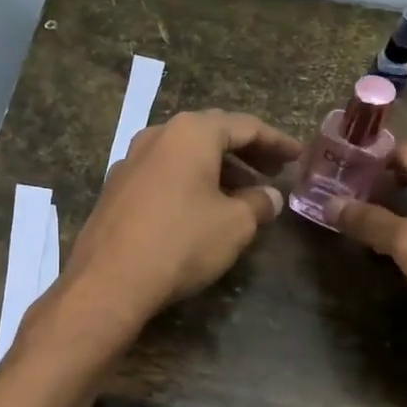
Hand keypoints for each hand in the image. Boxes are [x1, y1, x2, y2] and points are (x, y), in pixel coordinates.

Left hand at [56, 110, 301, 340]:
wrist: (109, 279)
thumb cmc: (181, 242)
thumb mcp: (235, 225)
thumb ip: (259, 204)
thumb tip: (269, 196)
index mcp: (190, 132)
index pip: (244, 126)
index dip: (276, 141)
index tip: (298, 156)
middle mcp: (157, 135)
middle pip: (211, 134)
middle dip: (246, 152)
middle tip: (274, 170)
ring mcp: (130, 160)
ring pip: (185, 155)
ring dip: (218, 169)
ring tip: (244, 194)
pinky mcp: (116, 188)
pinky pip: (164, 174)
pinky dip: (190, 182)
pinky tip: (202, 208)